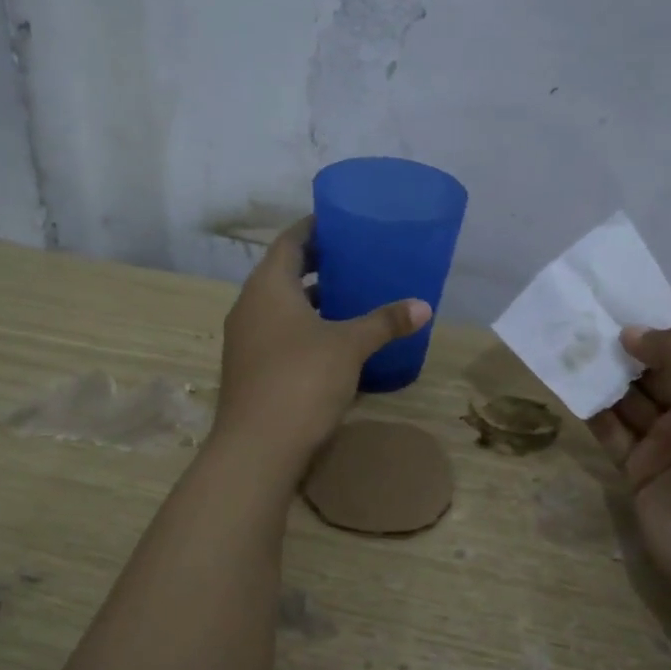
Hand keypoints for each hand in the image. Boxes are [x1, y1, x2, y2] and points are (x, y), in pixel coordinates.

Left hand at [212, 217, 430, 466]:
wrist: (257, 448)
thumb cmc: (301, 380)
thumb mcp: (349, 346)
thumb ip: (384, 322)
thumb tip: (423, 306)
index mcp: (268, 287)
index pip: (290, 241)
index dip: (314, 227)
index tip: (342, 220)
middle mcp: (250, 306)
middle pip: (284, 272)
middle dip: (318, 264)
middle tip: (356, 257)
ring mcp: (247, 339)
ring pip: (282, 306)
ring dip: (312, 298)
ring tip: (351, 295)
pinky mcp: (251, 367)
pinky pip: (280, 332)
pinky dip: (305, 327)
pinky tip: (334, 340)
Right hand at [588, 326, 670, 600]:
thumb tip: (631, 333)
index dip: (655, 333)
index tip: (613, 311)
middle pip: (656, 375)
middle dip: (623, 353)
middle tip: (580, 326)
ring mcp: (669, 446)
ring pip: (630, 402)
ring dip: (603, 378)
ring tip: (568, 349)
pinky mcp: (639, 472)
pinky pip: (613, 434)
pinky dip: (593, 412)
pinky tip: (570, 387)